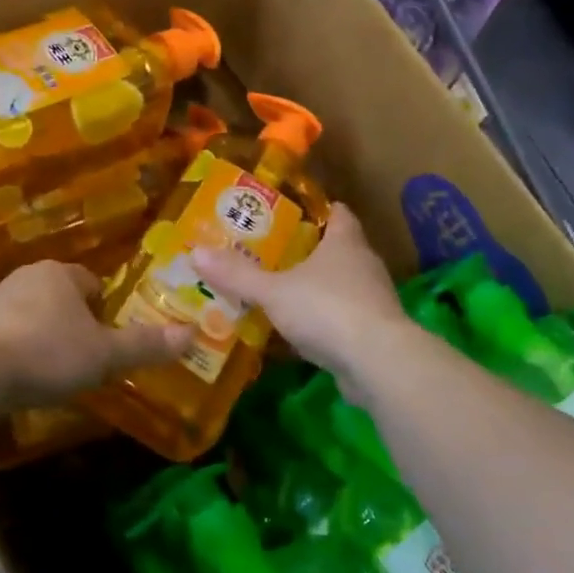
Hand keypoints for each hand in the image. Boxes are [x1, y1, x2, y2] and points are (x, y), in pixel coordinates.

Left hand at [0, 261, 192, 408]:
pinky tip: (21, 381)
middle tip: (88, 356)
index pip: (91, 282)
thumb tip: (192, 334)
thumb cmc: (45, 351)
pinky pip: (5, 337)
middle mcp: (25, 279)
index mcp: (59, 274)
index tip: (111, 336)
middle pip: (60, 298)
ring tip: (55, 373)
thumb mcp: (103, 354)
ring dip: (43, 338)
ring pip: (31, 316)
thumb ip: (144, 345)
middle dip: (74, 323)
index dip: (106, 308)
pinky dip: (16, 355)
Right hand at [193, 204, 407, 391]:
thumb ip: (237, 274)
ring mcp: (373, 300)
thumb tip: (195, 252)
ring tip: (281, 293)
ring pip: (342, 286)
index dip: (318, 210)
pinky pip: (344, 319)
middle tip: (272, 254)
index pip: (338, 213)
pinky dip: (324, 322)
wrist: (378, 362)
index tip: (292, 213)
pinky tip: (299, 332)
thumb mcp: (273, 291)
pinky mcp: (374, 334)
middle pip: (339, 249)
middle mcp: (364, 265)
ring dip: (317, 289)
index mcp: (345, 242)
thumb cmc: (327, 309)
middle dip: (310, 252)